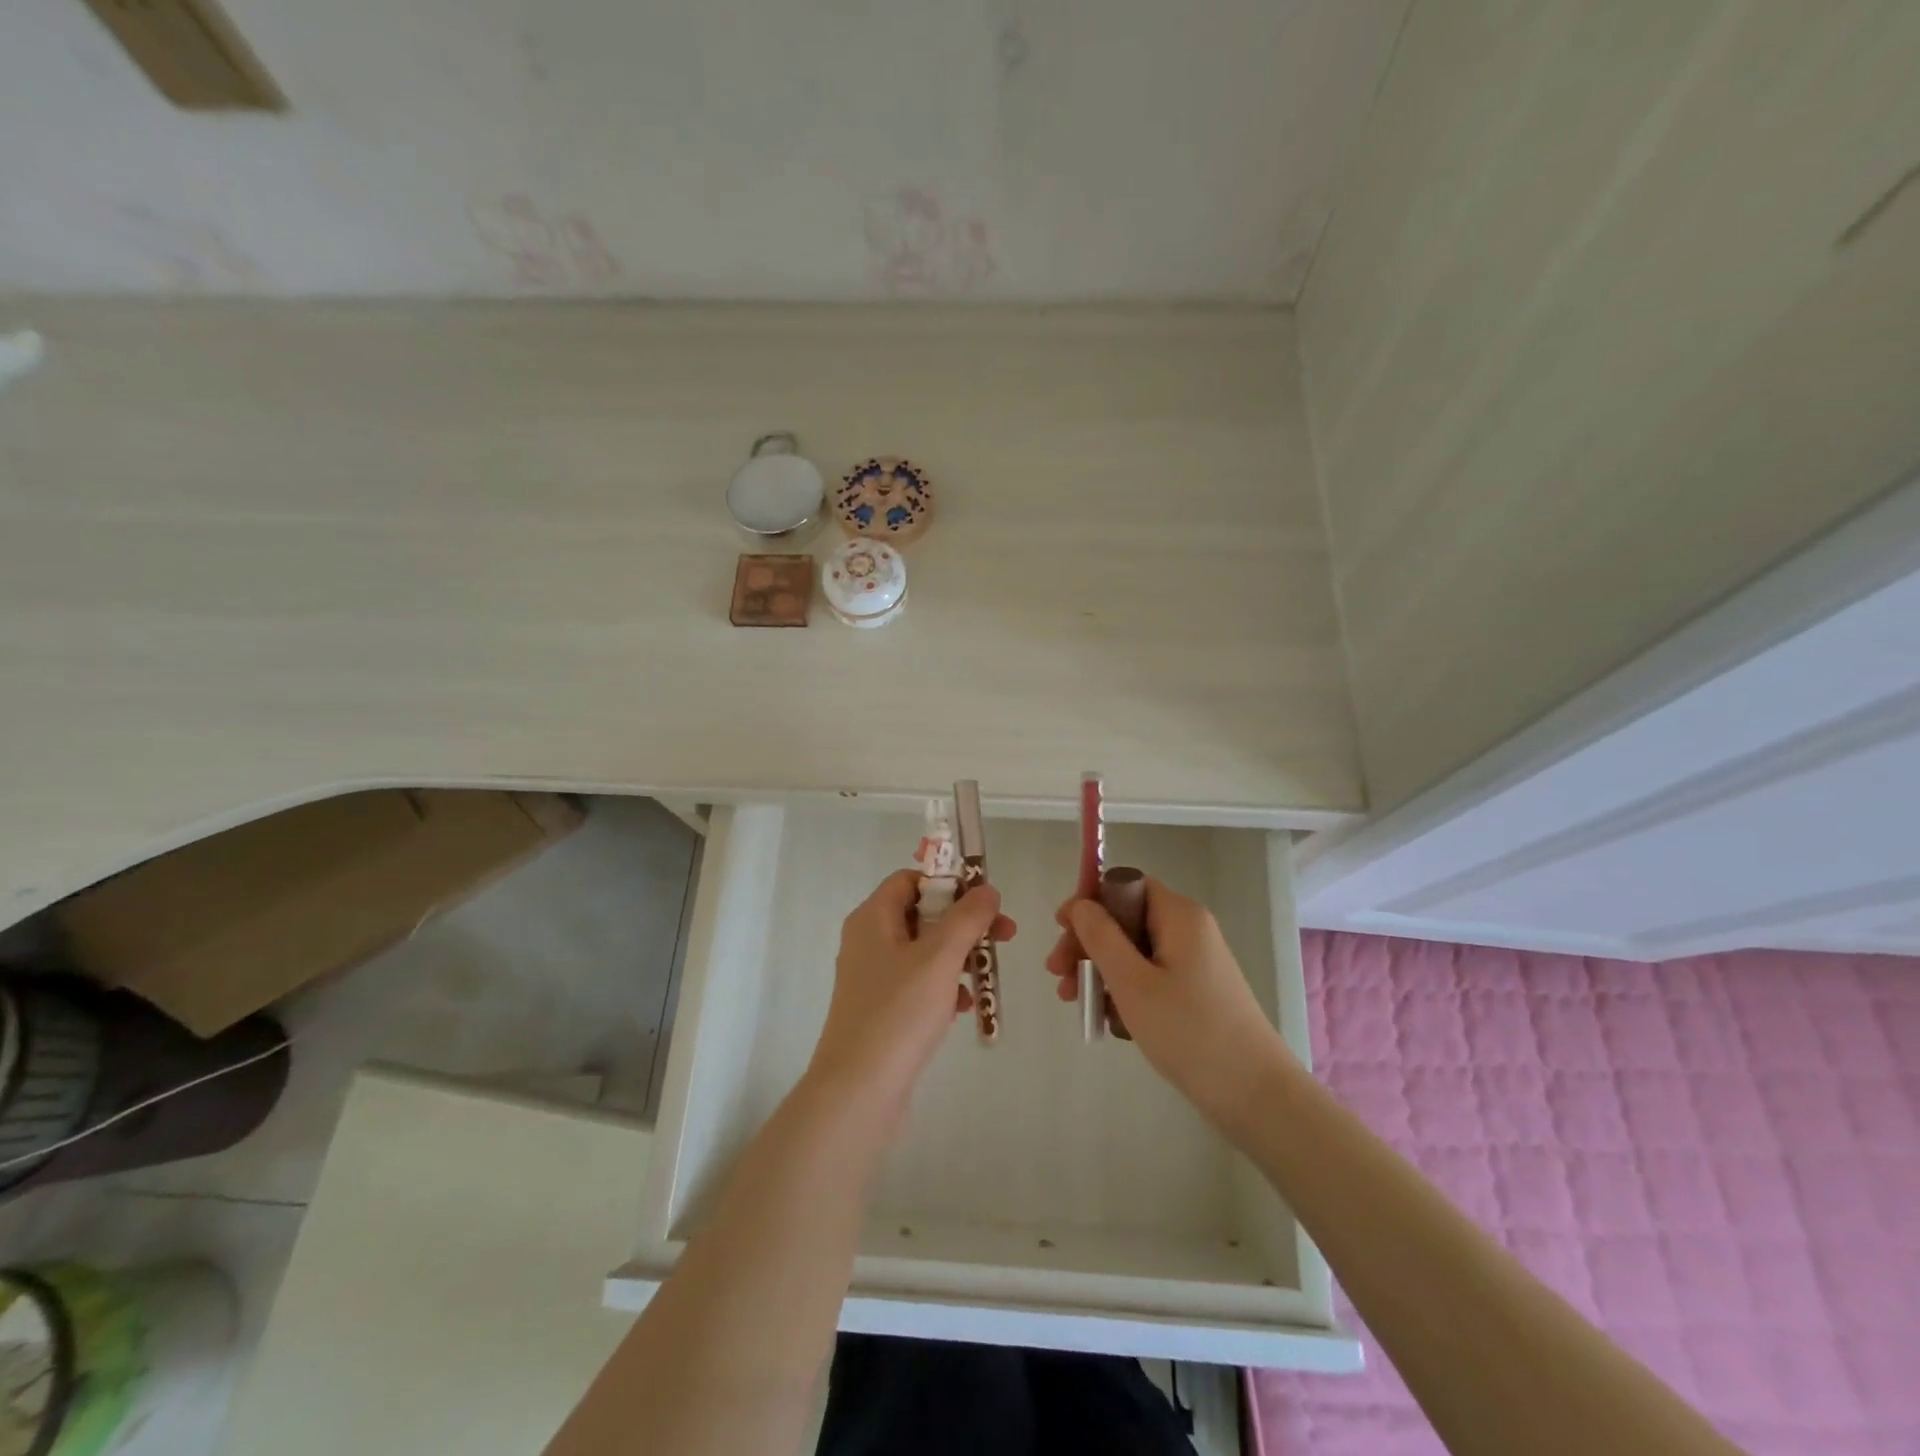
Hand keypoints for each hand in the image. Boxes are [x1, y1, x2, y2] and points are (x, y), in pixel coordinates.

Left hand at [808, 869, 1015, 1132]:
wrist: (858, 1092)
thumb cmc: (898, 1013)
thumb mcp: (939, 957)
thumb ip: (967, 918)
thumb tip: (986, 889)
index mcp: (872, 918)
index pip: (910, 880)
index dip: (949, 883)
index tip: (985, 900)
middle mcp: (868, 941)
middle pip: (922, 914)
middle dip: (964, 922)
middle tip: (1005, 935)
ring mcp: (873, 978)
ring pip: (925, 951)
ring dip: (959, 956)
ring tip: (987, 975)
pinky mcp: (881, 1010)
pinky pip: (918, 984)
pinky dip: (944, 987)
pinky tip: (964, 1007)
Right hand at [1045, 877, 1292, 1129]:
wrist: (1255, 1093)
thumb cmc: (1188, 1031)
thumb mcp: (1132, 982)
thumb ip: (1100, 937)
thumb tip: (1080, 904)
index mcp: (1179, 915)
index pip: (1124, 884)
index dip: (1089, 901)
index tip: (1060, 930)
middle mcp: (1189, 929)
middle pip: (1125, 918)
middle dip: (1088, 943)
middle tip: (1059, 977)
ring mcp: (1195, 961)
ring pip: (1134, 950)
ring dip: (1100, 970)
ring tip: (1076, 1003)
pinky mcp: (1197, 990)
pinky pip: (1150, 975)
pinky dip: (1124, 989)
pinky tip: (1108, 1020)